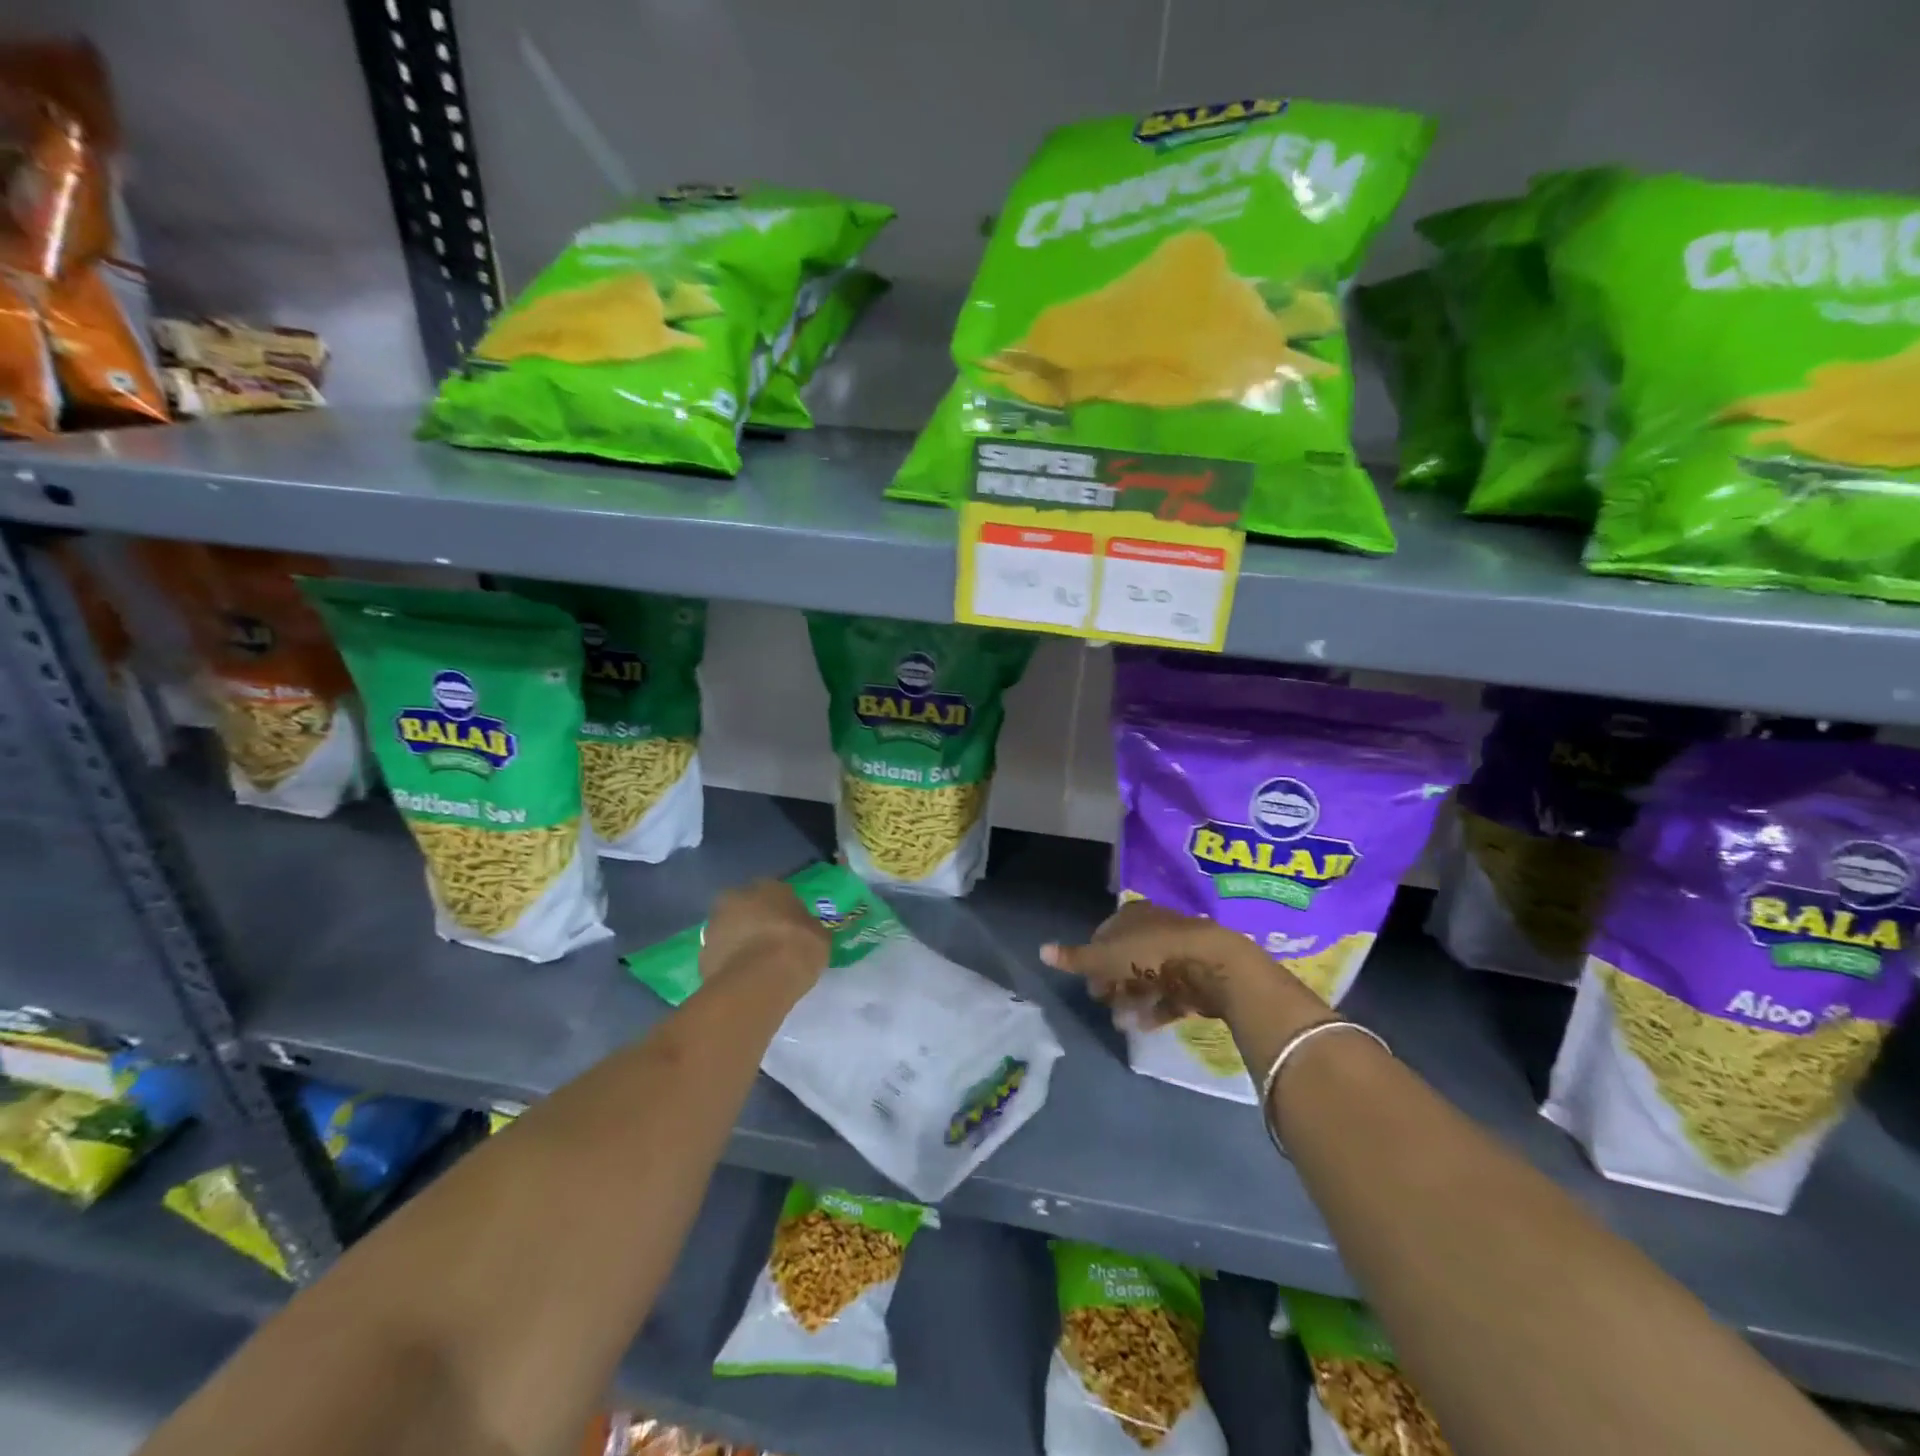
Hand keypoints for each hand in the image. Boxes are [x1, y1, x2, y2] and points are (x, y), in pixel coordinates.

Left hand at [700, 879, 831, 989]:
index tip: (792, 929)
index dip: (784, 912)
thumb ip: (810, 929)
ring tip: (756, 965)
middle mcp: (738, 897)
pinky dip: (729, 963)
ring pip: (730, 929)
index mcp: (770, 886)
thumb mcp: (820, 937)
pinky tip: (744, 979)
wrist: (759, 980)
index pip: (778, 893)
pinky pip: (721, 954)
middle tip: (770, 944)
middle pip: (748, 907)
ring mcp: (716, 924)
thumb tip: (808, 931)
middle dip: (755, 921)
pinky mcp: (702, 953)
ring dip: (740, 941)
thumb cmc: (797, 948)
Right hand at [1041, 898, 1278, 1027]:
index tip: (1089, 983)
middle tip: (1106, 1004)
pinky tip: (1145, 1026)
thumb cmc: (1151, 954)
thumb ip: (1076, 958)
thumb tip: (1041, 950)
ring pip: (1148, 978)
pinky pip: (1170, 994)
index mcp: (1131, 915)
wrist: (1211, 964)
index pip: (1104, 935)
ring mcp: (1178, 951)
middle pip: (1127, 958)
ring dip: (1133, 1001)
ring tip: (1124, 1024)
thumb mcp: (1106, 957)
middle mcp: (1155, 927)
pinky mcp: (1196, 975)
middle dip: (1114, 984)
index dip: (1093, 960)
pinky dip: (1156, 1009)